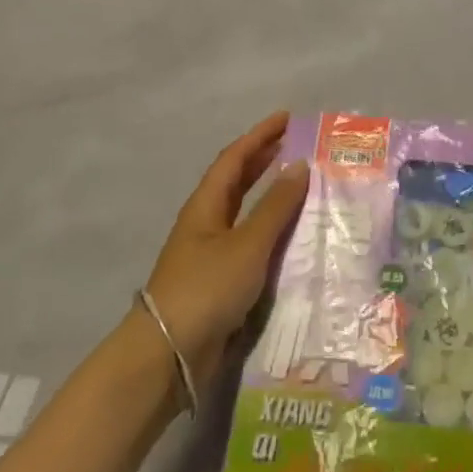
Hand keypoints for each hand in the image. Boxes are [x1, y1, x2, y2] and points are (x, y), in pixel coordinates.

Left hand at [143, 112, 309, 386]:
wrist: (170, 353)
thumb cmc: (207, 288)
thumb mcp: (247, 244)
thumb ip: (275, 207)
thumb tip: (298, 165)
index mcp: (206, 206)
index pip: (234, 158)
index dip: (259, 135)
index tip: (287, 117)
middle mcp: (207, 223)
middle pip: (236, 182)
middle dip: (264, 160)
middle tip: (297, 145)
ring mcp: (211, 253)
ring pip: (245, 212)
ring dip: (270, 196)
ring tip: (302, 185)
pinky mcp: (221, 281)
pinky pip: (251, 243)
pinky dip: (271, 230)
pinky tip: (293, 237)